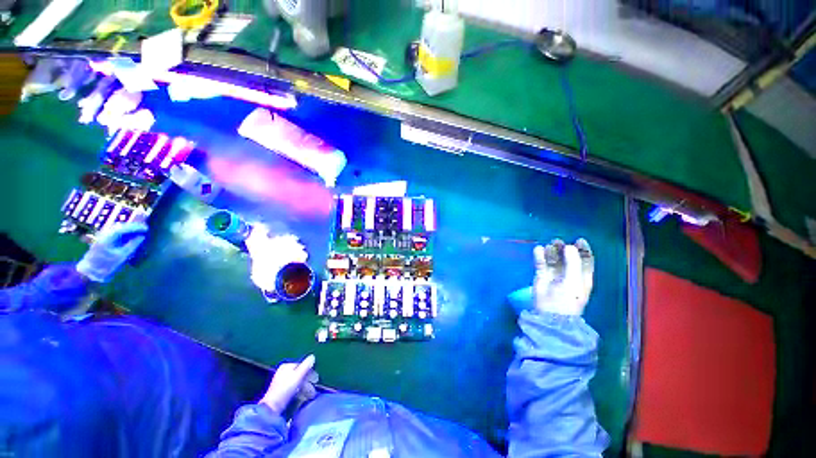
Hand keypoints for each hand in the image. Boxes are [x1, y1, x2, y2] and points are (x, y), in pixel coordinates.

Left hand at [76, 222, 147, 282]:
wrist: (89, 273)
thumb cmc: (106, 265)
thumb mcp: (122, 256)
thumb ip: (133, 245)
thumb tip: (142, 237)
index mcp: (109, 236)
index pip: (125, 227)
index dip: (136, 227)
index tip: (146, 228)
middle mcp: (105, 234)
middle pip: (120, 226)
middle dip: (132, 227)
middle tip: (144, 229)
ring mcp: (102, 237)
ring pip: (117, 229)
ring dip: (128, 229)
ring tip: (138, 232)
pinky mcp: (102, 241)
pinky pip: (114, 233)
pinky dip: (123, 233)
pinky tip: (128, 236)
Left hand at [260, 354, 315, 413]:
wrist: (272, 407)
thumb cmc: (285, 389)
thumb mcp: (298, 375)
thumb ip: (306, 365)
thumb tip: (312, 356)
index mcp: (286, 366)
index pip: (302, 365)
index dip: (310, 371)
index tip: (316, 379)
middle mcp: (283, 372)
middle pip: (300, 373)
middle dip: (308, 381)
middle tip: (314, 388)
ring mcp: (281, 381)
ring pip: (297, 381)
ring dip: (305, 387)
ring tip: (311, 394)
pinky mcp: (281, 391)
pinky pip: (293, 388)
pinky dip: (299, 391)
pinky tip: (302, 396)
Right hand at [532, 239, 593, 315]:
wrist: (551, 312)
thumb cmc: (568, 297)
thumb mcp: (575, 280)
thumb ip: (573, 262)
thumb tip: (569, 246)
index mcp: (582, 277)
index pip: (585, 260)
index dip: (583, 250)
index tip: (579, 239)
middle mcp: (569, 274)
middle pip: (568, 257)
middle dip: (565, 248)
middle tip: (559, 241)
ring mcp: (554, 274)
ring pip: (554, 259)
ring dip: (552, 250)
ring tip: (550, 244)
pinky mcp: (542, 276)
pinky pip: (540, 263)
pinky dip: (539, 255)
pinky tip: (539, 249)